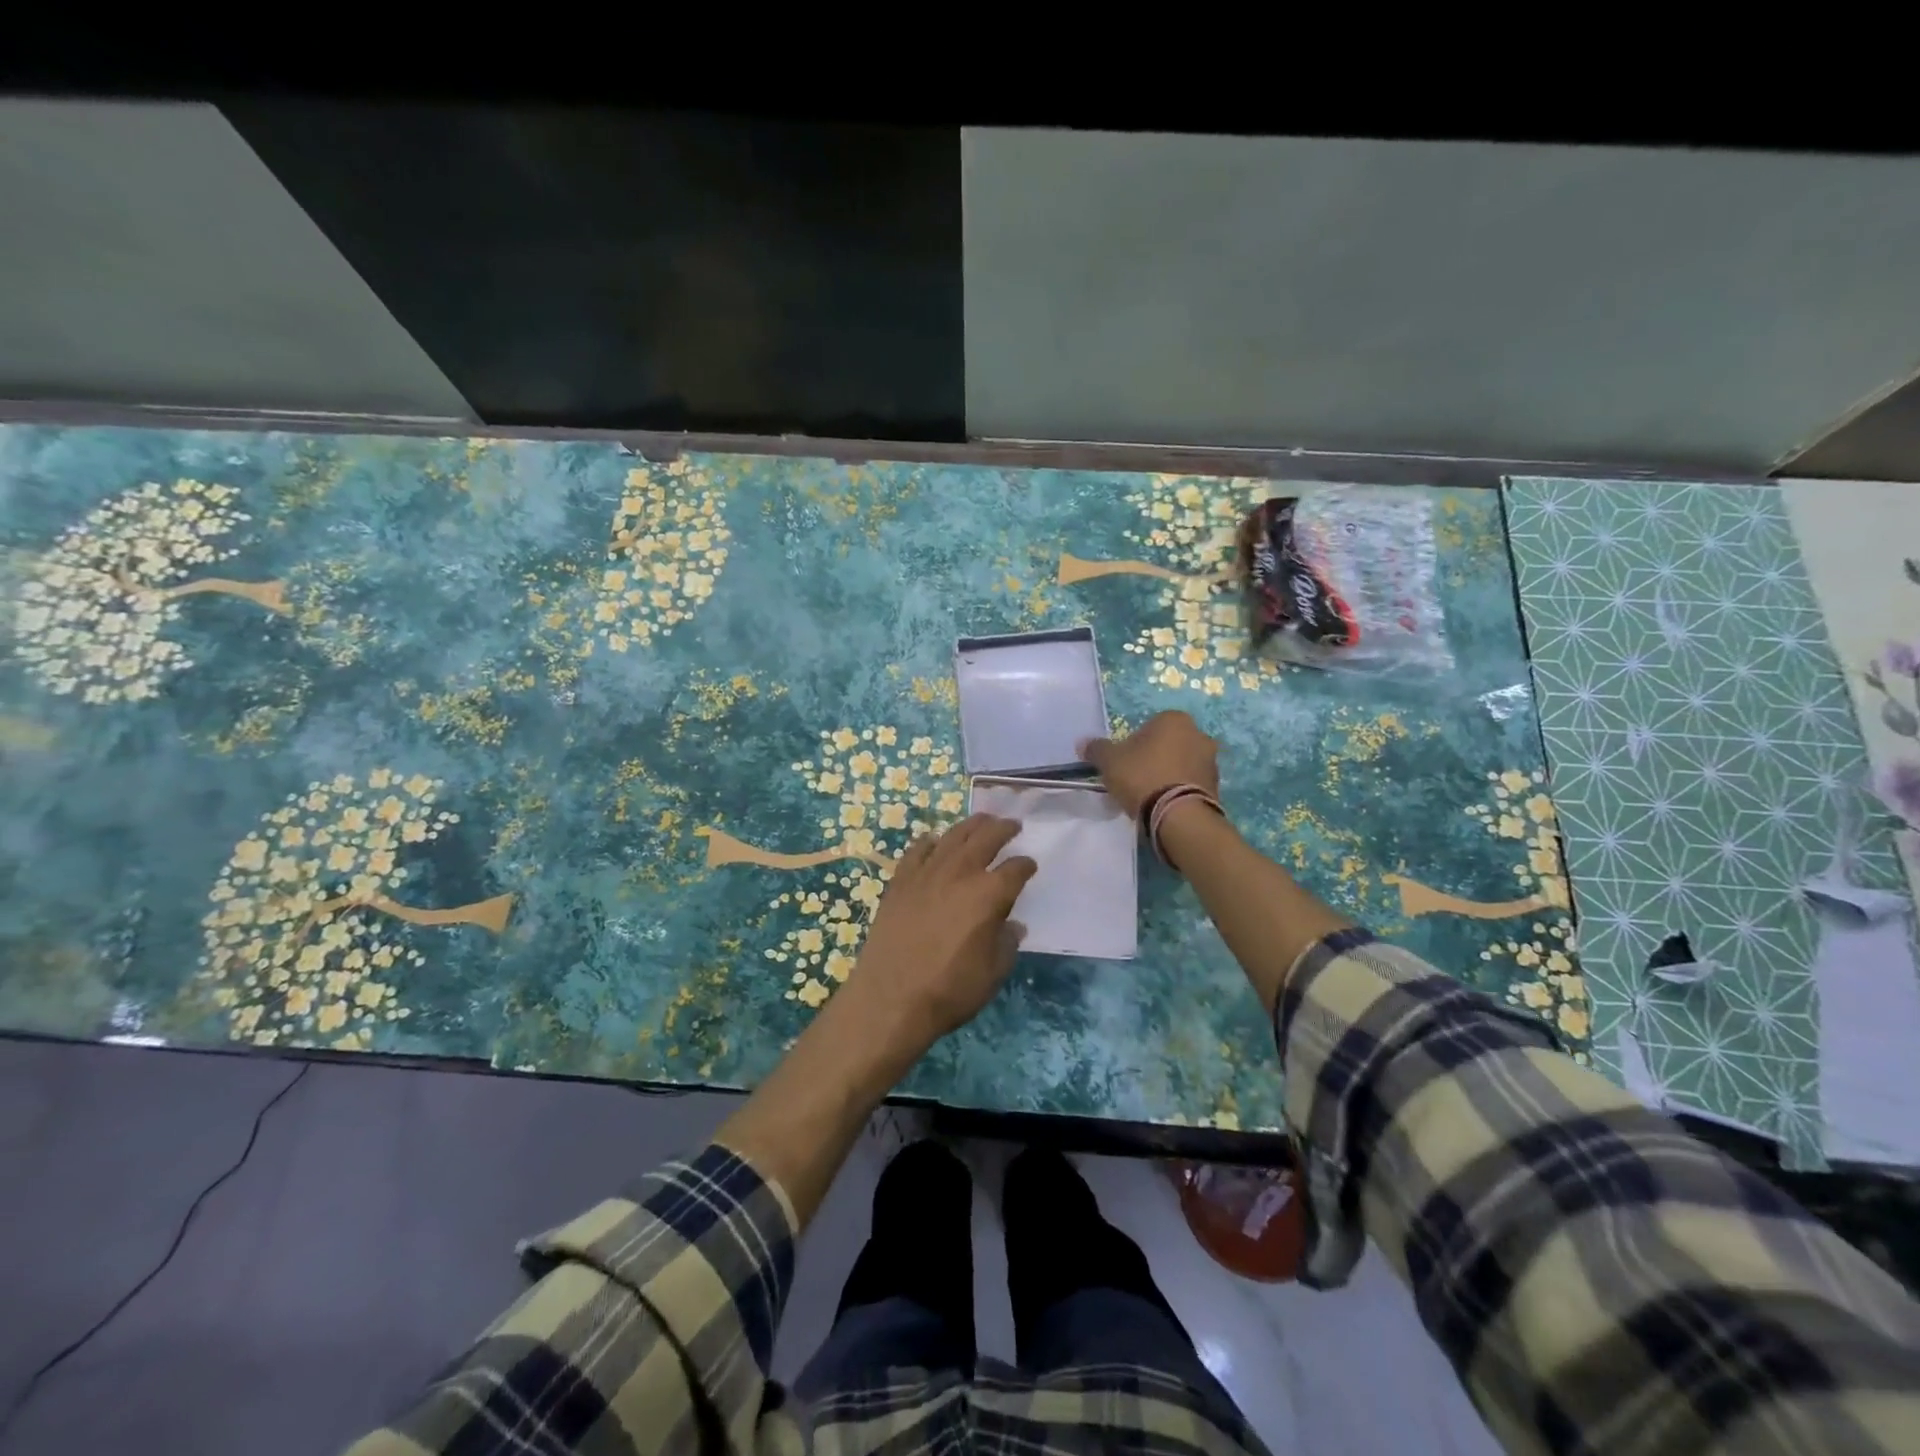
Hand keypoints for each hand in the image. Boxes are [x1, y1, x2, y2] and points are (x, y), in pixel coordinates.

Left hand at [845, 815, 1036, 1045]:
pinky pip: (917, 851)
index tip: (1030, 866)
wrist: (891, 997)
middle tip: (1012, 824)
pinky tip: (934, 840)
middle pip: (986, 838)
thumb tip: (1012, 925)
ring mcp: (927, 873)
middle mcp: (960, 873)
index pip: (1015, 869)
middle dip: (1003, 828)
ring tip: (981, 821)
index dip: (1026, 866)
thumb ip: (1007, 943)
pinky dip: (930, 842)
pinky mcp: (901, 881)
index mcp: (989, 894)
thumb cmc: (950, 989)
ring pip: (953, 836)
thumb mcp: (993, 973)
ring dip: (971, 825)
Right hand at [1079, 711, 1219, 819]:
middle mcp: (1199, 734)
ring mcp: (1212, 761)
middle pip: (1168, 744)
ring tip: (1150, 796)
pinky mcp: (1217, 787)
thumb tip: (1083, 743)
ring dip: (1169, 774)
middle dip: (1154, 758)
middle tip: (1135, 779)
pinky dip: (1180, 790)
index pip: (1149, 725)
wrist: (1179, 815)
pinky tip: (1165, 805)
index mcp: (1174, 719)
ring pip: (1182, 764)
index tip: (1124, 763)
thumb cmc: (1142, 777)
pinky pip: (1191, 784)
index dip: (1133, 744)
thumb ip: (1096, 749)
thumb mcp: (1110, 761)